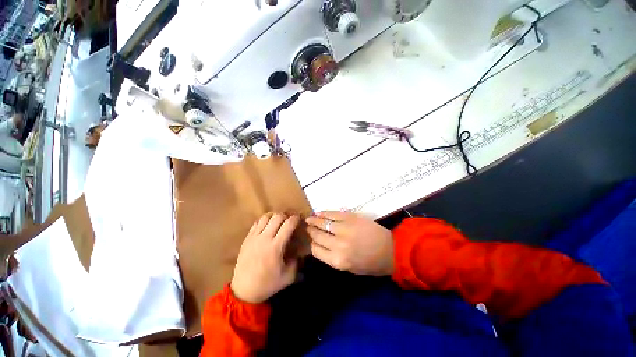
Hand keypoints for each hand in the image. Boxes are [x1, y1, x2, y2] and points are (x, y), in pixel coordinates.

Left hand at [231, 213, 299, 303]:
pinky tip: (267, 226)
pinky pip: (256, 223)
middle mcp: (265, 238)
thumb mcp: (288, 277)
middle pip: (277, 217)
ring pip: (266, 217)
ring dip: (274, 216)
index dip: (295, 218)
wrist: (244, 290)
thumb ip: (296, 262)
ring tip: (278, 222)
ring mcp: (254, 237)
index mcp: (276, 246)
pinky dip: (264, 221)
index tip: (299, 218)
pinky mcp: (247, 239)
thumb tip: (299, 251)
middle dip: (286, 216)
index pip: (288, 224)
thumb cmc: (267, 284)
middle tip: (289, 221)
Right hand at [306, 211, 393, 275]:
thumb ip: (333, 258)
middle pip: (317, 236)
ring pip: (323, 223)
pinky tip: (319, 212)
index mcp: (337, 261)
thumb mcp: (349, 268)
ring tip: (309, 218)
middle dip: (311, 231)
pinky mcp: (350, 218)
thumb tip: (320, 245)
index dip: (312, 244)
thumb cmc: (370, 263)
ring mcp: (344, 229)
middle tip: (308, 227)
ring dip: (314, 220)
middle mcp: (338, 245)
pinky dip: (324, 213)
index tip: (311, 239)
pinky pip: (333, 214)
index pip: (316, 250)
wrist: (390, 250)